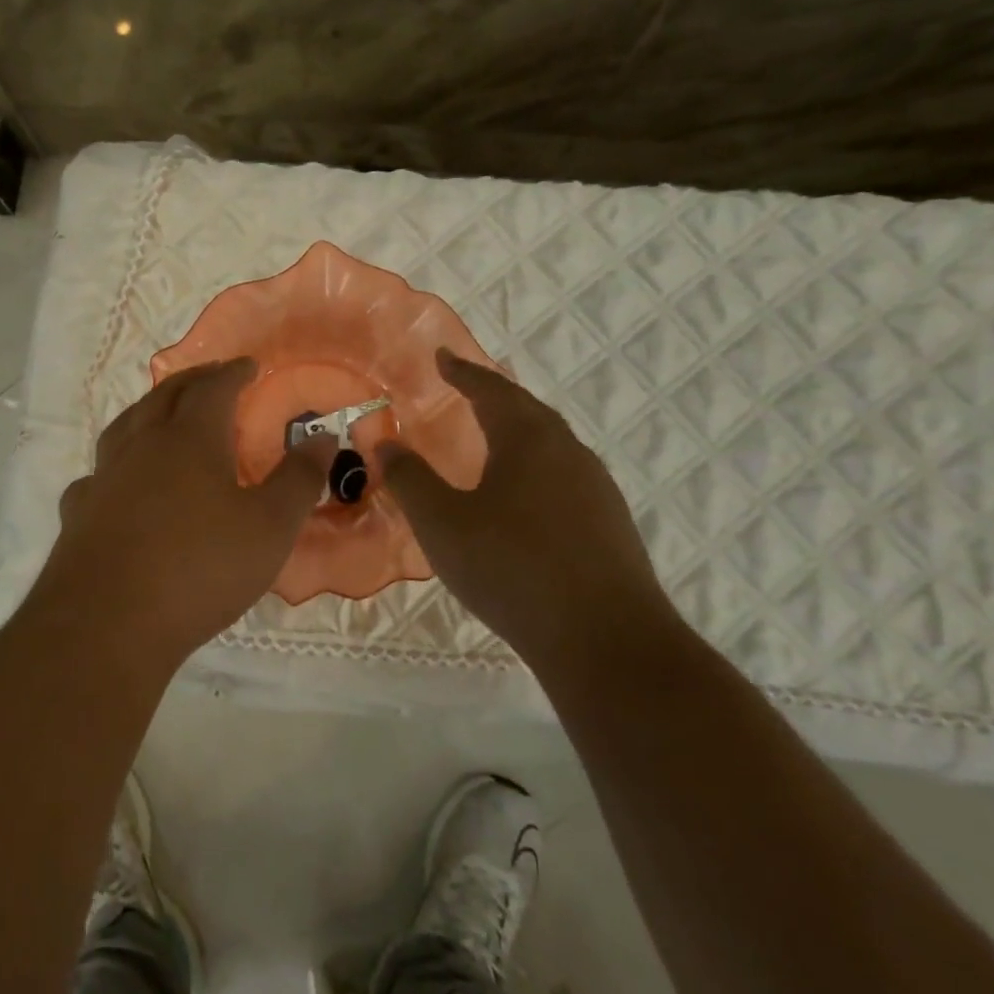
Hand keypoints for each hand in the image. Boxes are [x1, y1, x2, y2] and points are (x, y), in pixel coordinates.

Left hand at [29, 358, 334, 666]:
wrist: (110, 621)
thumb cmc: (201, 568)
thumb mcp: (270, 526)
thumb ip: (298, 478)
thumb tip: (323, 436)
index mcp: (190, 439)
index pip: (213, 388)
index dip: (234, 373)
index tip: (249, 365)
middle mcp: (142, 445)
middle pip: (165, 396)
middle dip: (192, 380)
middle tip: (211, 376)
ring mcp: (104, 477)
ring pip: (125, 426)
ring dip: (149, 410)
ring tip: (162, 412)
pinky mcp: (79, 511)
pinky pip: (99, 473)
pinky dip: (115, 464)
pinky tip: (118, 481)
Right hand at [379, 350, 677, 662]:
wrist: (604, 638)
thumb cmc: (511, 567)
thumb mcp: (442, 522)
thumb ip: (410, 478)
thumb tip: (385, 440)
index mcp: (529, 440)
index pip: (492, 390)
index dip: (463, 372)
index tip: (442, 355)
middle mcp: (569, 453)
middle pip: (528, 412)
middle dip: (494, 397)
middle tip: (466, 390)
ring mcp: (596, 489)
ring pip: (551, 445)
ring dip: (518, 433)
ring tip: (491, 439)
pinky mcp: (609, 524)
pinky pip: (563, 477)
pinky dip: (535, 468)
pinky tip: (522, 497)